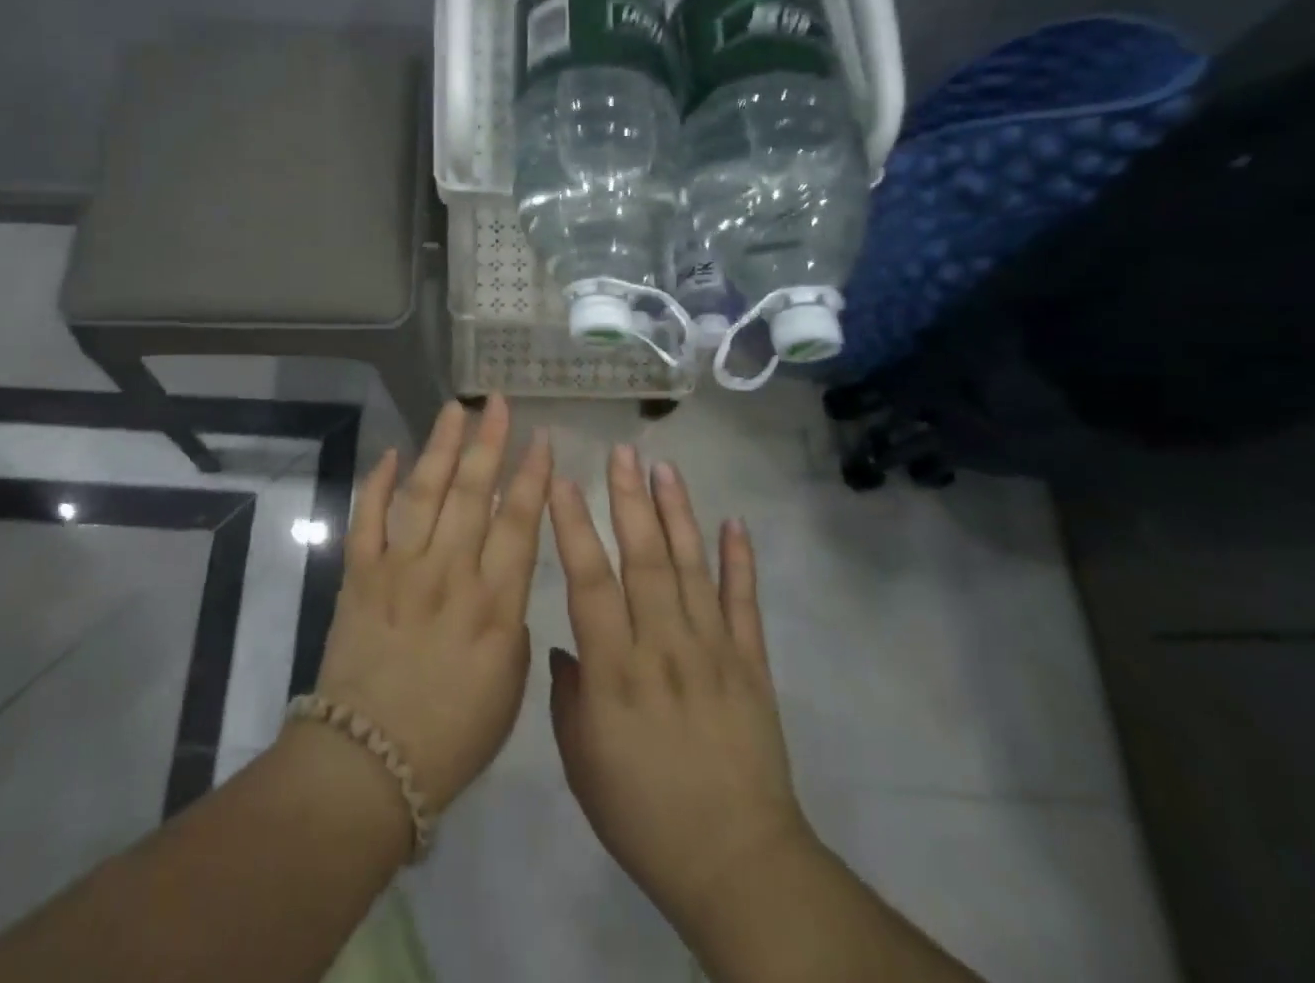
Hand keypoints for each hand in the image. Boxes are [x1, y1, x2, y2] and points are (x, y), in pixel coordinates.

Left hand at [308, 396, 550, 813]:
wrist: (369, 762)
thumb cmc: (452, 735)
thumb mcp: (509, 685)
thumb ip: (512, 620)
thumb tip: (502, 575)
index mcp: (494, 605)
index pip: (519, 523)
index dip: (533, 476)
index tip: (541, 438)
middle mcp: (450, 574)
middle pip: (473, 494)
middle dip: (488, 442)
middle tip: (496, 403)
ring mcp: (400, 570)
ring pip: (424, 493)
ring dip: (440, 447)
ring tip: (454, 410)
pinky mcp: (360, 576)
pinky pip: (368, 519)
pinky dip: (377, 484)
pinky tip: (390, 454)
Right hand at [548, 446, 810, 939]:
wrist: (736, 863)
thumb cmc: (643, 814)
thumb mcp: (582, 762)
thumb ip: (568, 695)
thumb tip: (566, 643)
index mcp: (616, 671)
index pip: (590, 583)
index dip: (575, 528)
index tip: (563, 482)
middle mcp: (664, 647)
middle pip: (645, 559)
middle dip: (629, 500)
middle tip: (621, 452)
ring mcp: (713, 651)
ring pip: (692, 567)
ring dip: (678, 514)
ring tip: (665, 468)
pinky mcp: (751, 664)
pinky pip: (745, 604)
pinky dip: (741, 561)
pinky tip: (734, 522)